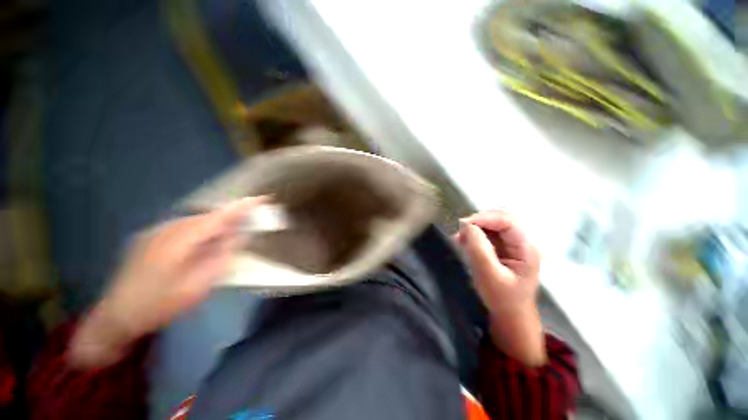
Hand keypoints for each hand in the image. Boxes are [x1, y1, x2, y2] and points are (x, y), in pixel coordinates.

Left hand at [69, 197, 264, 367]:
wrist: (116, 317)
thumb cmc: (160, 305)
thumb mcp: (198, 285)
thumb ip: (221, 258)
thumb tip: (239, 237)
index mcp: (178, 241)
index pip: (217, 217)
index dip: (240, 207)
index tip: (261, 198)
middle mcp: (165, 230)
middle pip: (206, 217)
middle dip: (229, 217)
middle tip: (249, 222)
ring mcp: (154, 232)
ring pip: (194, 221)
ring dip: (214, 225)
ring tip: (227, 235)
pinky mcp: (148, 238)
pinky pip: (182, 227)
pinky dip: (199, 230)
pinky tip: (201, 244)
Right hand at [455, 210, 540, 313]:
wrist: (510, 314)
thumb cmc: (502, 298)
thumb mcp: (488, 275)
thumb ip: (478, 249)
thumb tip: (466, 225)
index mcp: (526, 248)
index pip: (507, 221)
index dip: (485, 218)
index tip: (464, 225)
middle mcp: (522, 242)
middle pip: (501, 219)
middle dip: (479, 221)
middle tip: (461, 232)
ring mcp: (513, 244)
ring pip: (493, 224)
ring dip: (475, 228)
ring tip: (461, 239)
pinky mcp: (504, 247)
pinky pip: (489, 233)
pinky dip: (475, 234)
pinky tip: (465, 242)